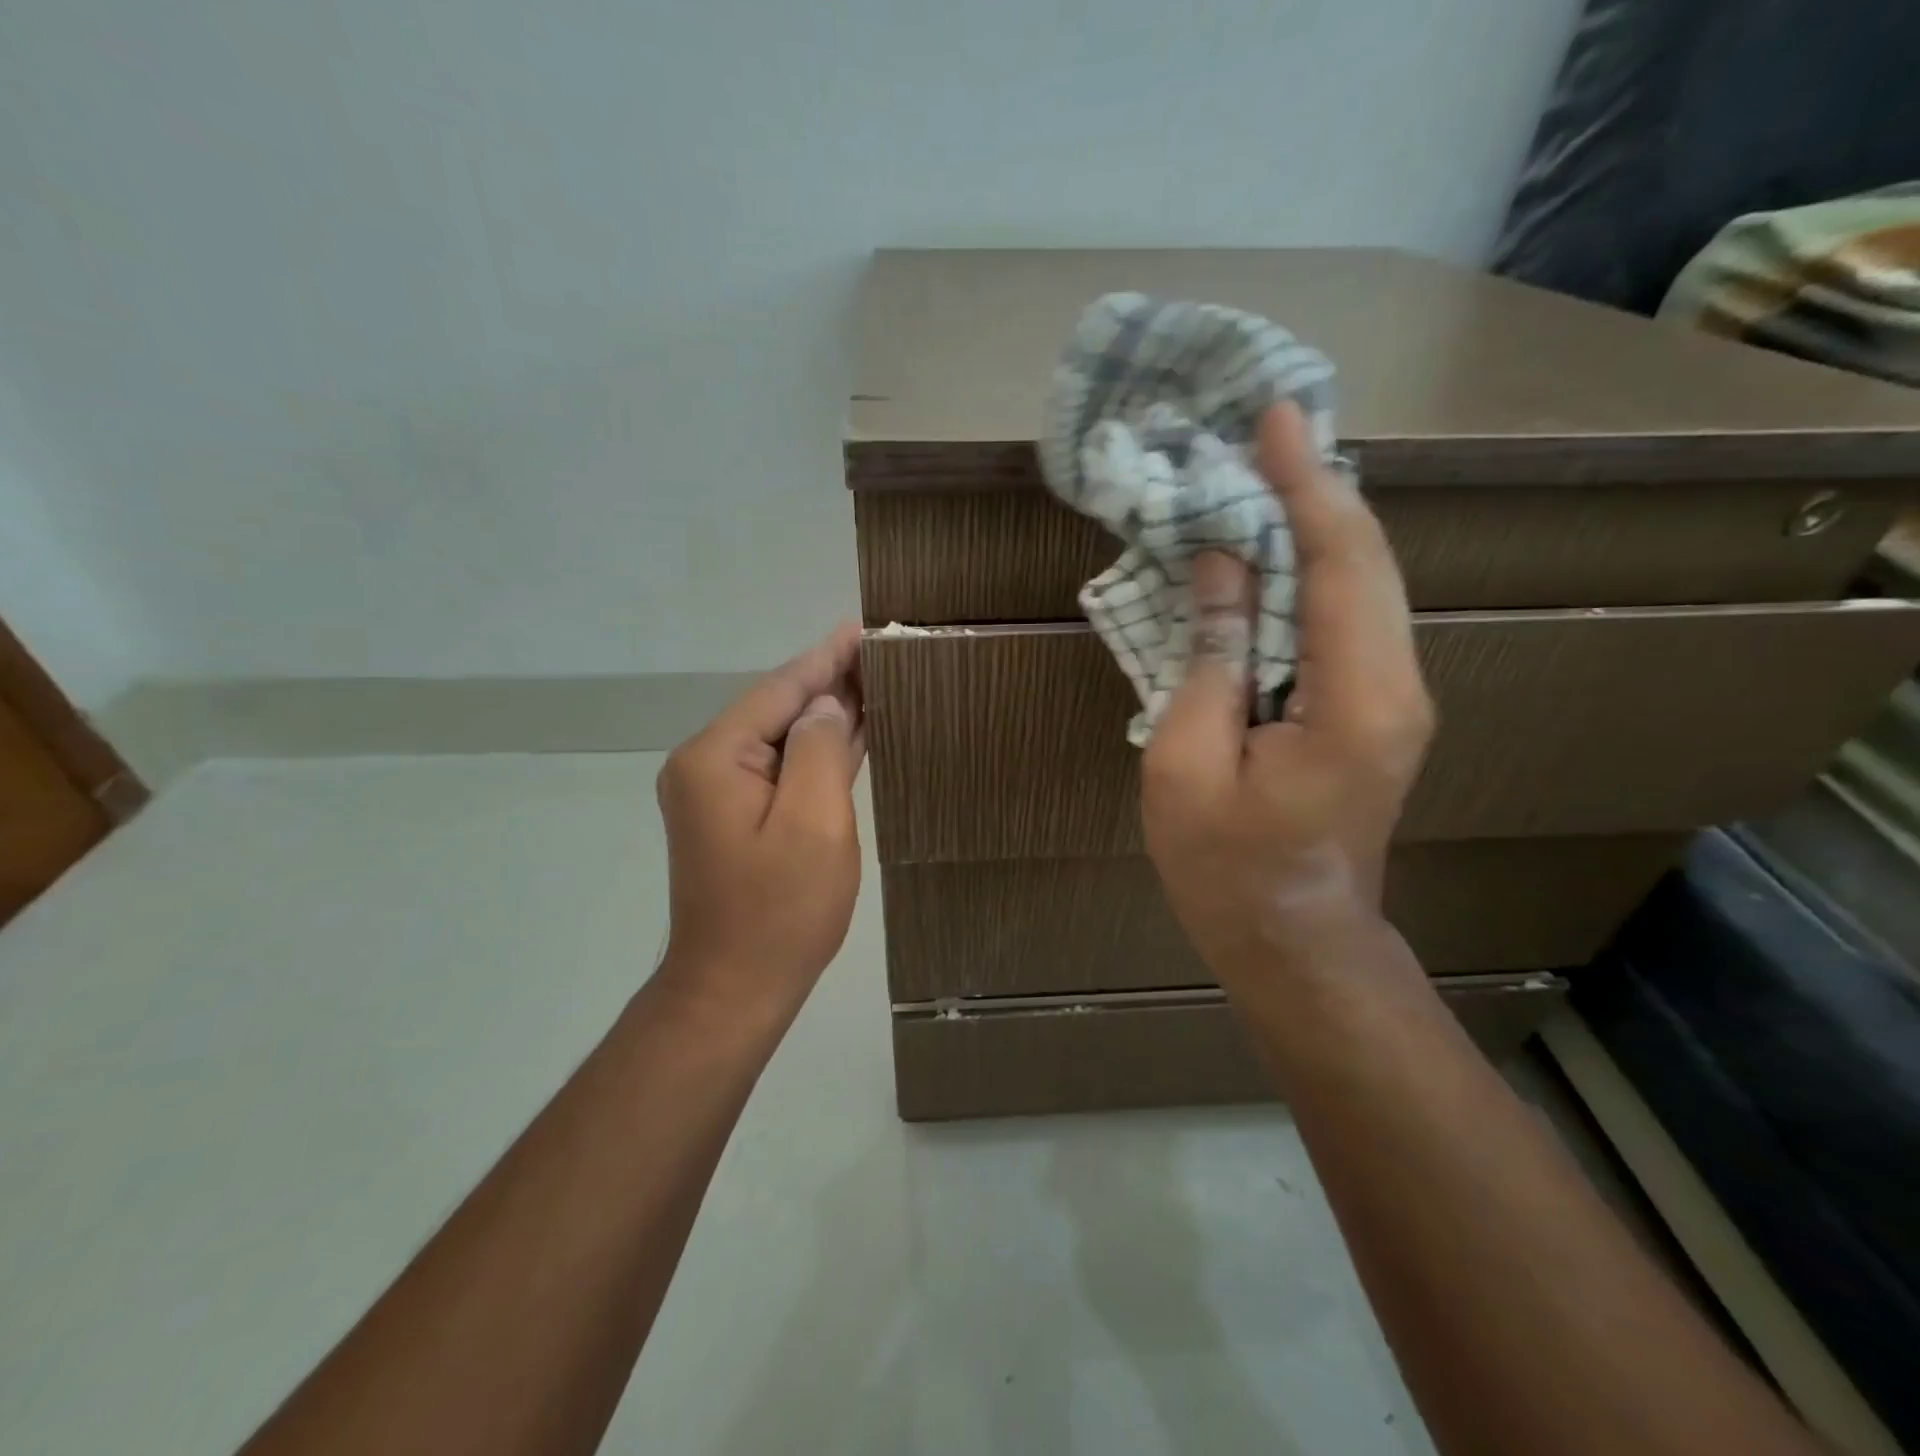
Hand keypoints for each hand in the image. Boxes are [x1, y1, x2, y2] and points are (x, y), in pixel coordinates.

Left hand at [654, 623, 865, 1022]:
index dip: (827, 658)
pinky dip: (817, 750)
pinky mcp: (736, 816)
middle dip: (830, 682)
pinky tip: (852, 733)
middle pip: (778, 708)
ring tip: (877, 682)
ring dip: (826, 714)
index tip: (864, 628)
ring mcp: (719, 792)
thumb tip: (826, 706)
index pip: (781, 689)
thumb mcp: (812, 823)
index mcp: (716, 757)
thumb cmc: (779, 911)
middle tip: (883, 652)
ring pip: (782, 737)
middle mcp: (708, 764)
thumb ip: (819, 749)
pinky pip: (782, 768)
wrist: (734, 989)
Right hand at [1141, 404, 1433, 987]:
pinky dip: (1314, 568)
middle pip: (1363, 559)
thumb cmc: (1227, 867)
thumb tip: (1221, 565)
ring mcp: (1393, 695)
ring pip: (1362, 582)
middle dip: (1314, 487)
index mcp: (1353, 698)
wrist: (1293, 940)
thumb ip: (1209, 659)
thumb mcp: (1187, 764)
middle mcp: (1395, 683)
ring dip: (1316, 522)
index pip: (1336, 563)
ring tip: (1266, 471)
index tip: (1272, 418)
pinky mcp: (1375, 706)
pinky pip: (1347, 615)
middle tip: (1264, 430)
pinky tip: (1275, 546)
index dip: (1303, 485)